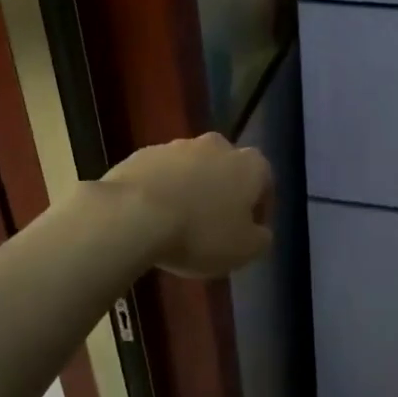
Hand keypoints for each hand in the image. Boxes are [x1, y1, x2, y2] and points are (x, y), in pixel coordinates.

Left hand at [104, 133, 274, 277]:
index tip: (248, 233)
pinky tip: (151, 217)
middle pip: (226, 170)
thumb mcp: (244, 250)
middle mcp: (217, 145)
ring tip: (178, 224)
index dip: (259, 209)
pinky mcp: (143, 153)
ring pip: (192, 169)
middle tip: (213, 226)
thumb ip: (261, 239)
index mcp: (249, 164)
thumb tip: (260, 231)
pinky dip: (161, 190)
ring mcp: (177, 145)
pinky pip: (160, 173)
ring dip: (190, 190)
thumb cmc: (200, 233)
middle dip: (223, 193)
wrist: (132, 215)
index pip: (265, 182)